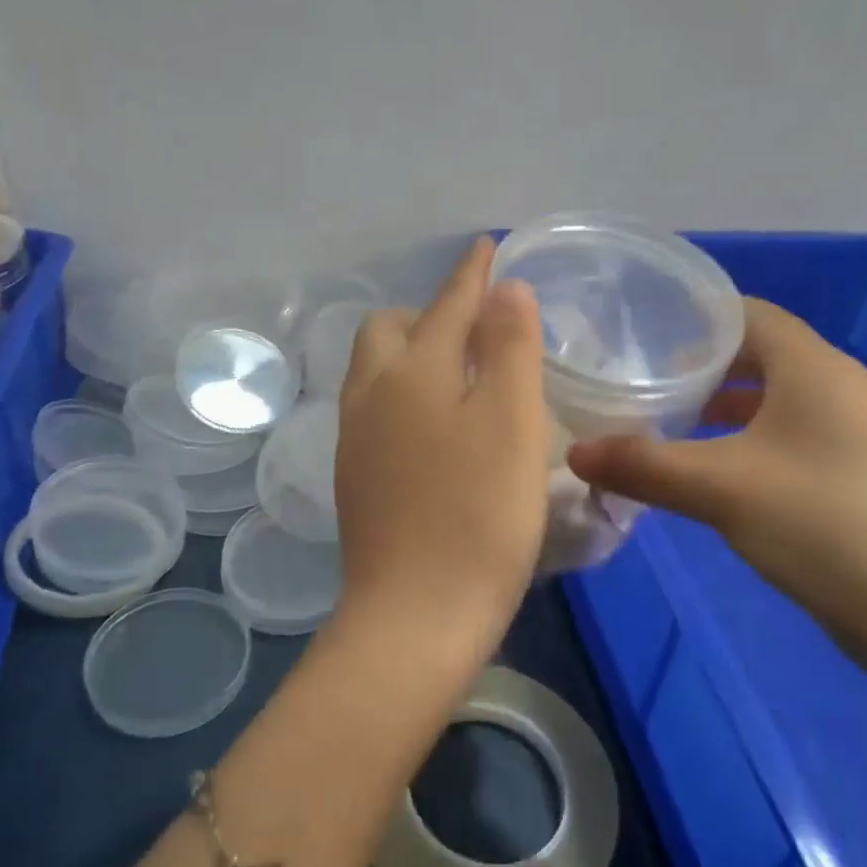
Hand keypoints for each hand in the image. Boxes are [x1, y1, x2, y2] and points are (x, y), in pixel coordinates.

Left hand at [331, 237, 549, 669]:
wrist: (415, 617)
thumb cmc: (477, 516)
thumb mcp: (511, 422)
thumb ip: (508, 347)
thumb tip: (503, 292)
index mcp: (411, 372)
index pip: (445, 304)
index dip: (471, 275)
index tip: (486, 248)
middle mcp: (371, 396)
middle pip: (389, 330)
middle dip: (429, 314)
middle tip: (477, 328)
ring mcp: (355, 439)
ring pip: (376, 372)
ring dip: (413, 355)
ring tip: (457, 371)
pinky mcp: (355, 479)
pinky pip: (376, 411)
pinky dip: (406, 396)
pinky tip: (434, 426)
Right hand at [567, 299, 866, 677]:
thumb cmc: (826, 526)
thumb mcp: (720, 490)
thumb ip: (643, 466)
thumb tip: (574, 453)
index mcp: (813, 368)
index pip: (748, 314)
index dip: (694, 318)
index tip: (637, 335)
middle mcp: (836, 388)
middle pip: (758, 354)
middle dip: (698, 366)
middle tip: (638, 382)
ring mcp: (850, 435)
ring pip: (771, 401)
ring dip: (719, 409)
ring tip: (663, 424)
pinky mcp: (852, 476)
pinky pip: (785, 439)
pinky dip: (743, 443)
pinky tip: (709, 475)